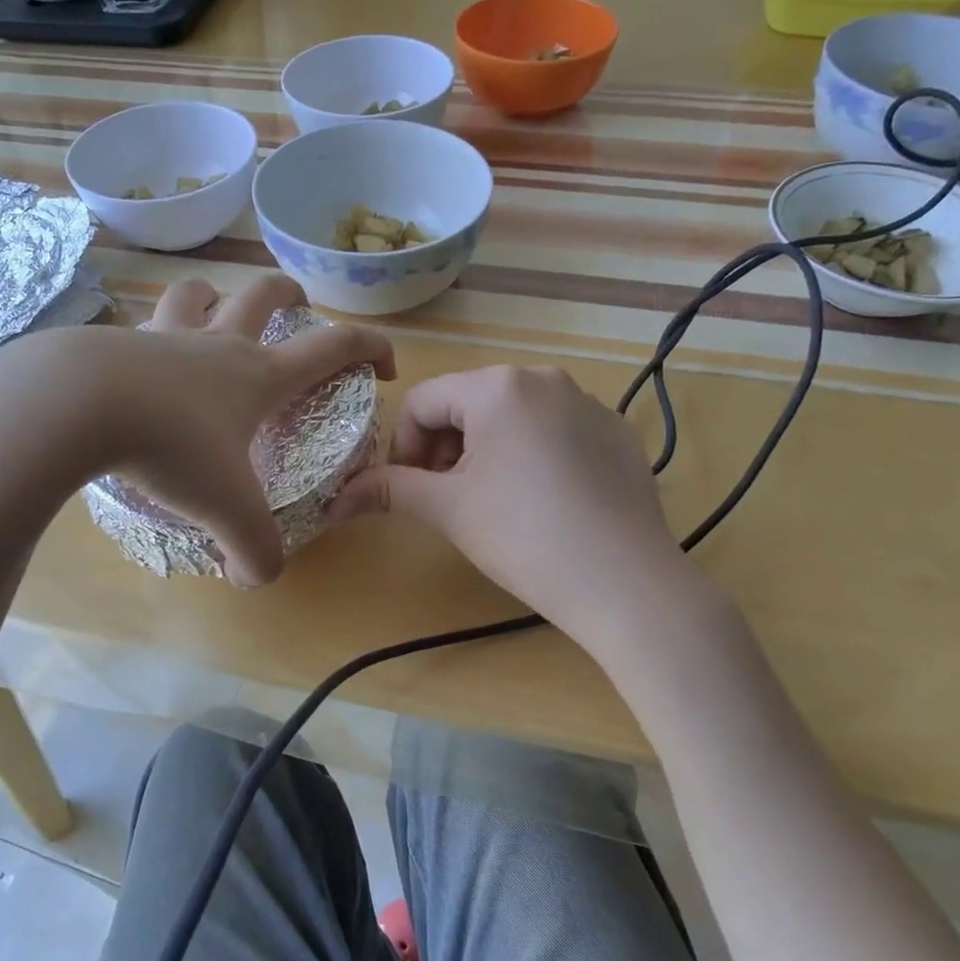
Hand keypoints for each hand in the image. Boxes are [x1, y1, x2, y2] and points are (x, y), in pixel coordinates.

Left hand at [0, 275, 393, 584]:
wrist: (75, 404)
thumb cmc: (170, 446)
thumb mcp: (225, 510)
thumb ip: (254, 550)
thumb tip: (255, 579)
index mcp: (259, 375)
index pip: (333, 346)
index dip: (370, 347)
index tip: (383, 364)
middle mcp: (217, 344)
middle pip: (264, 294)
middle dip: (289, 294)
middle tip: (297, 304)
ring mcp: (163, 336)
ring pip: (196, 293)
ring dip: (213, 297)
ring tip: (214, 312)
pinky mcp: (114, 342)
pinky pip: (140, 325)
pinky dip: (150, 335)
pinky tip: (137, 365)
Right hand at [331, 366, 696, 647]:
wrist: (624, 581)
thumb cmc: (523, 536)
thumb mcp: (449, 509)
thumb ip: (389, 490)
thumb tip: (335, 499)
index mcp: (498, 386)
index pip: (423, 401)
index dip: (403, 447)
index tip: (410, 490)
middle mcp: (545, 379)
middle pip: (469, 403)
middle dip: (447, 449)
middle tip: (450, 499)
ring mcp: (589, 403)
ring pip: (513, 416)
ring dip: (488, 451)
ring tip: (496, 502)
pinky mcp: (617, 433)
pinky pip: (556, 431)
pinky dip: (534, 455)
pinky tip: (546, 503)